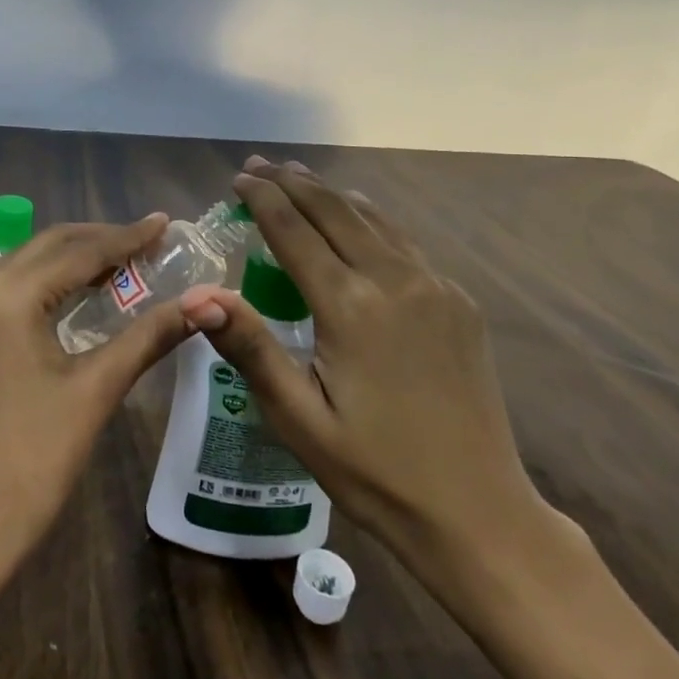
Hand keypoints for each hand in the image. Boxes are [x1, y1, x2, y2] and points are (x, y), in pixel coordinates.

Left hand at [0, 215, 193, 579]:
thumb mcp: (98, 387)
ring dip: (76, 255)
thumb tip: (206, 302)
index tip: (166, 222)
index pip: (80, 252)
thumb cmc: (38, 456)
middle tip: (152, 240)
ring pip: (30, 258)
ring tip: (126, 259)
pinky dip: (49, 275)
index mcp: (8, 294)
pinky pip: (11, 279)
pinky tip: (80, 284)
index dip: (127, 237)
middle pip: (51, 245)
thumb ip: (150, 335)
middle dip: (103, 241)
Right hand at [177, 158, 555, 584]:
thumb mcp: (298, 419)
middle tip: (259, 165)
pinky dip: (368, 219)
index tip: (238, 177)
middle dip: (293, 183)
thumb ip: (250, 348)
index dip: (263, 199)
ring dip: (331, 195)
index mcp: (351, 306)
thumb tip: (198, 296)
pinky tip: (356, 221)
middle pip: (336, 211)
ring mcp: (435, 287)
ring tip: (299, 178)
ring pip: (373, 219)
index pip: (295, 231)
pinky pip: (403, 243)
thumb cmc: (375, 472)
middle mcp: (395, 281)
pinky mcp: (459, 303)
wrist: (479, 514)